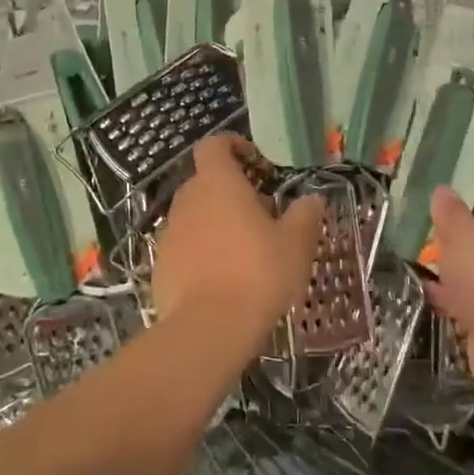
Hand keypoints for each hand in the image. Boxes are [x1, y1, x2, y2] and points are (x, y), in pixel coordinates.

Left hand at [152, 135, 324, 343]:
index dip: (233, 146)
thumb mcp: (296, 243)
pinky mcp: (161, 266)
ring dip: (216, 223)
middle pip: (205, 181)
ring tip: (245, 251)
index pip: (214, 145)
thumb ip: (305, 215)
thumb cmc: (258, 273)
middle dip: (231, 191)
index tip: (256, 163)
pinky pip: (184, 247)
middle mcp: (188, 200)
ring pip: (195, 216)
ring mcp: (170, 233)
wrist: (208, 329)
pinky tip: (223, 280)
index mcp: (218, 183)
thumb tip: (312, 199)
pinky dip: (202, 253)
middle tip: (261, 215)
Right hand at [425, 184, 473, 400]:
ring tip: (420, 255)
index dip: (471, 191)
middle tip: (426, 226)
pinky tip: (426, 289)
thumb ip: (449, 211)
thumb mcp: (460, 232)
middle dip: (458, 230)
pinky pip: (471, 296)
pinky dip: (452, 293)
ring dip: (454, 263)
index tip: (442, 195)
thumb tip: (443, 190)